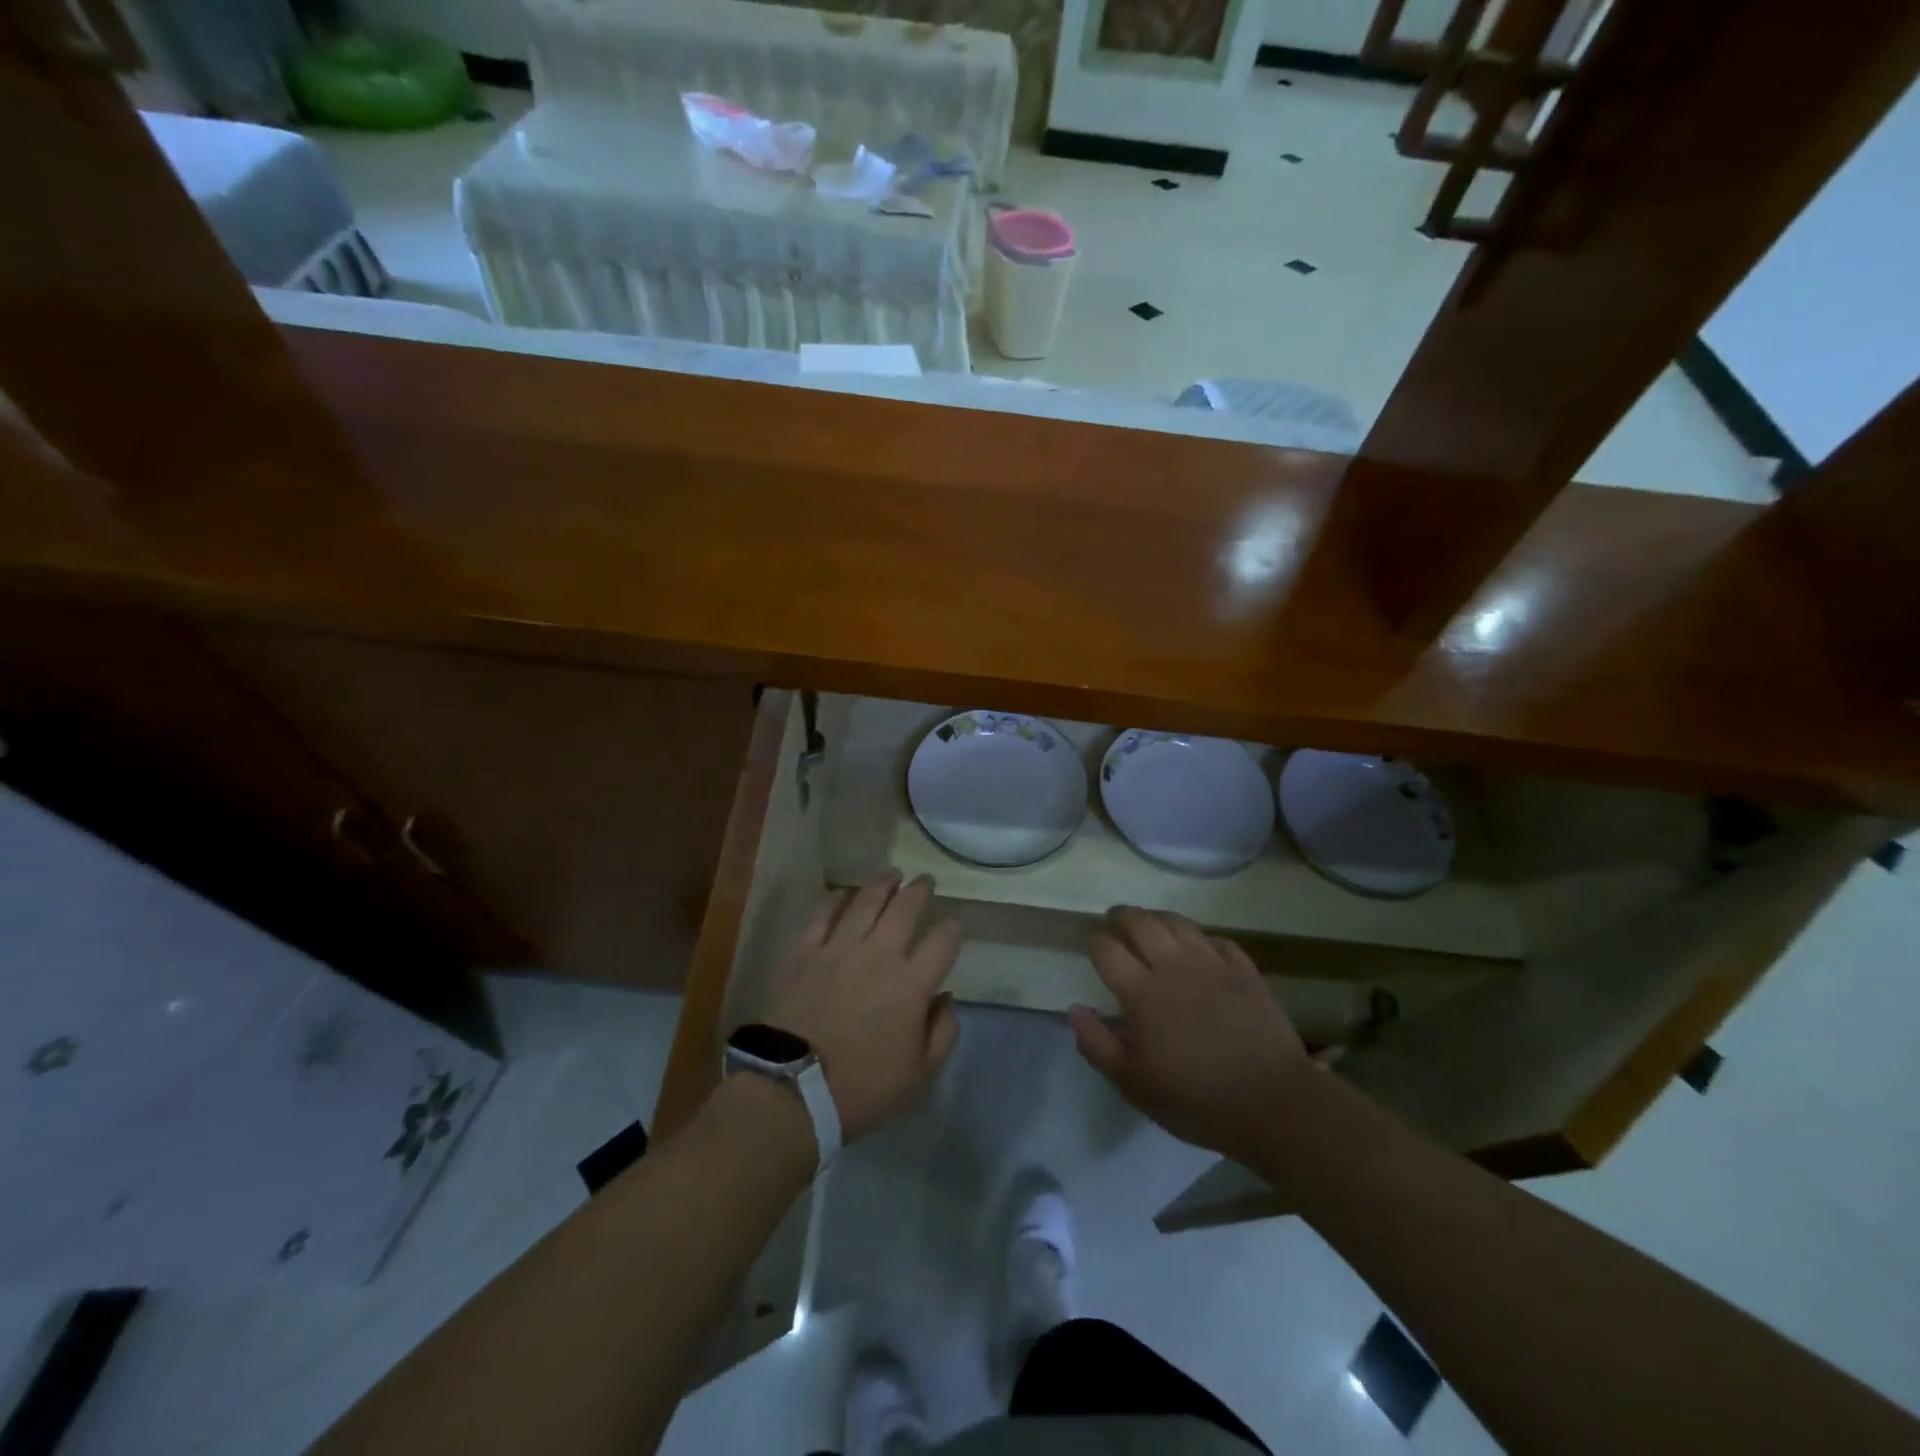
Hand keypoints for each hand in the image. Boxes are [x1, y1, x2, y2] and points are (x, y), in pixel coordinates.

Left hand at [761, 871, 963, 1142]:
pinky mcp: (805, 952)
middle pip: (905, 909)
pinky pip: (822, 915)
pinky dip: (836, 899)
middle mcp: (879, 955)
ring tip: (892, 873)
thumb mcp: (920, 1075)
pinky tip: (843, 893)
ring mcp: (838, 949)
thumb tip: (946, 998)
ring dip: (882, 883)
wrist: (793, 1090)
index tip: (954, 926)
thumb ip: (943, 1032)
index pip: (943, 942)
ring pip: (865, 901)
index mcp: (912, 984)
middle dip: (920, 890)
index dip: (953, 930)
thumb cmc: (863, 1089)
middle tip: (926, 880)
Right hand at [1069, 907, 1312, 1162]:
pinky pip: (1216, 938)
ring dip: (1157, 917)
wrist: (1272, 1103)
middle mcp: (1173, 966)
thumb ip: (1097, 1044)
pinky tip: (1197, 946)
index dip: (1092, 940)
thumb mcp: (1133, 1084)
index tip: (1087, 941)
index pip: (1107, 949)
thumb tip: (1075, 1009)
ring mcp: (1212, 963)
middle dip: (1121, 916)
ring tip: (1149, 924)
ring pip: (1177, 922)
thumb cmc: (1195, 1098)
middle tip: (1113, 920)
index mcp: (1142, 992)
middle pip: (1140, 922)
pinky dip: (1199, 936)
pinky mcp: (1244, 970)